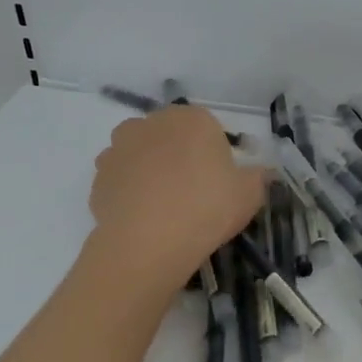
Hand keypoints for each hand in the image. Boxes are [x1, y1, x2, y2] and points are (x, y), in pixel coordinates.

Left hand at [87, 106, 268, 290]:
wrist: (148, 243)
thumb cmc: (207, 207)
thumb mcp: (250, 194)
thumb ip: (258, 177)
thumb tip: (262, 173)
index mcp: (191, 118)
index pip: (207, 128)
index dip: (214, 154)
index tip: (220, 182)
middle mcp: (151, 123)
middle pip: (170, 137)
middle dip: (178, 157)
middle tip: (193, 193)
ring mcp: (119, 149)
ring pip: (141, 155)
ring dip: (150, 172)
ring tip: (165, 208)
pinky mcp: (98, 177)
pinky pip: (121, 180)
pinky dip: (130, 193)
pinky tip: (143, 219)